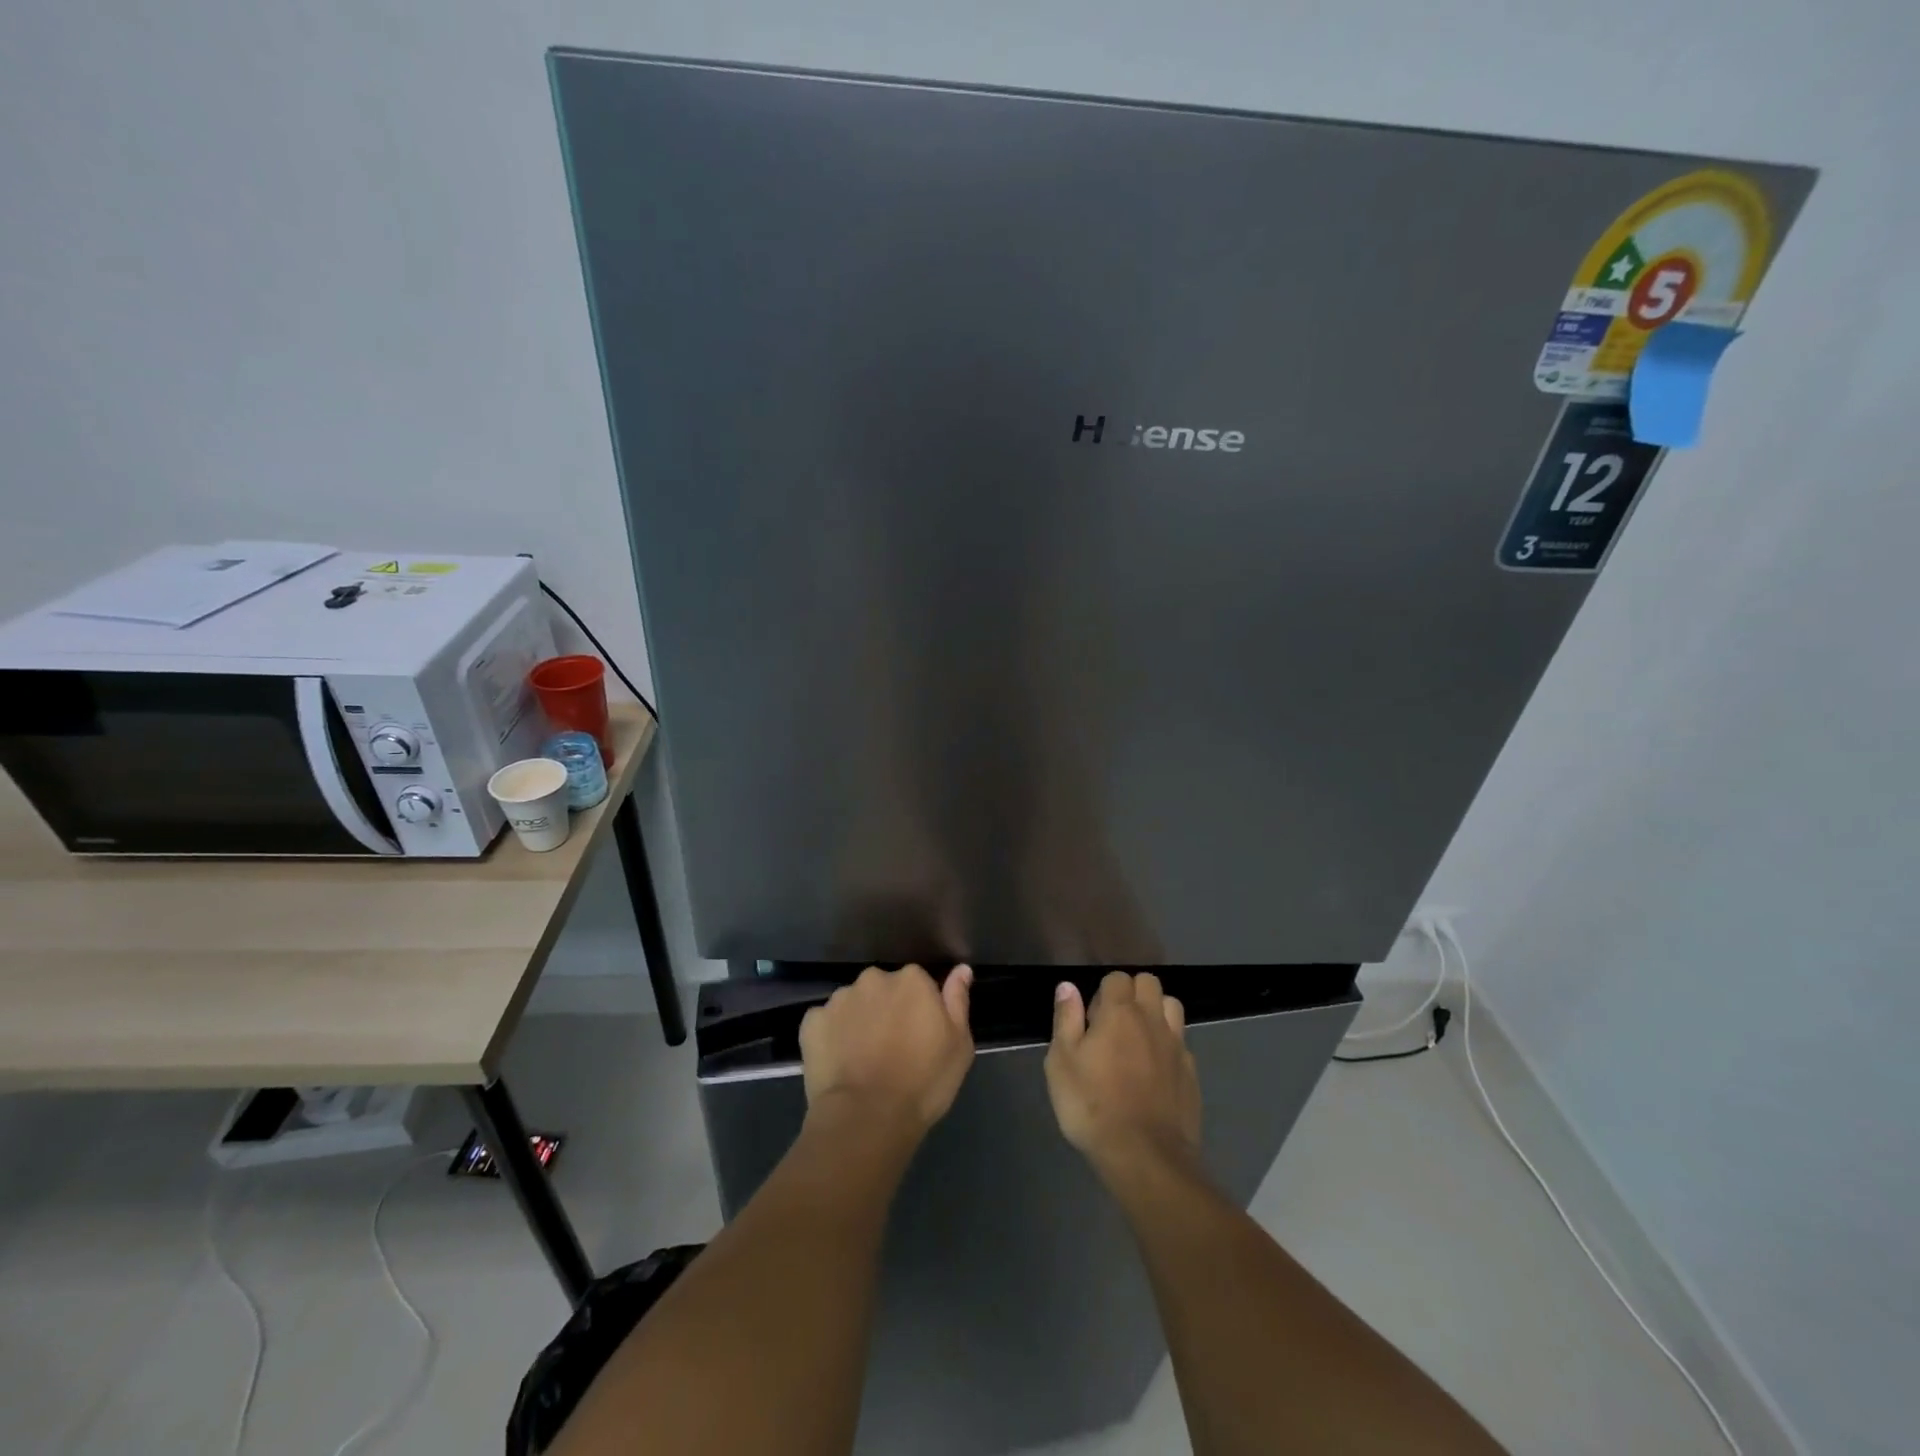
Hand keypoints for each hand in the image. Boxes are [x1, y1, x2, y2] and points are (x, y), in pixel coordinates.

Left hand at [800, 964, 974, 1137]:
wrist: (867, 1118)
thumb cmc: (923, 1083)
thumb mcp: (958, 1045)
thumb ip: (957, 1001)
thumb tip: (961, 969)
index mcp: (911, 980)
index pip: (918, 983)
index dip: (918, 1010)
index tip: (918, 1036)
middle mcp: (874, 979)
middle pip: (883, 989)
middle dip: (886, 1010)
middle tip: (891, 1048)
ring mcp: (839, 999)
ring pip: (853, 1004)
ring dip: (858, 1021)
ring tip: (862, 1060)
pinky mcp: (811, 1022)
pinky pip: (825, 1023)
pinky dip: (831, 1037)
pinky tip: (839, 1063)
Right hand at [1045, 972, 1200, 1175]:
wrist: (1145, 1157)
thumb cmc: (1093, 1106)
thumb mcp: (1062, 1063)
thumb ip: (1066, 1019)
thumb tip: (1067, 986)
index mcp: (1120, 1013)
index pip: (1117, 978)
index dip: (1103, 992)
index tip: (1091, 1019)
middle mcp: (1152, 1021)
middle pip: (1149, 983)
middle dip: (1132, 992)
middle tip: (1113, 1024)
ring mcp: (1176, 1046)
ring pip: (1172, 1007)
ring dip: (1156, 1012)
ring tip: (1138, 1040)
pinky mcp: (1191, 1073)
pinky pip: (1182, 1043)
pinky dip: (1168, 1046)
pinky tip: (1155, 1072)